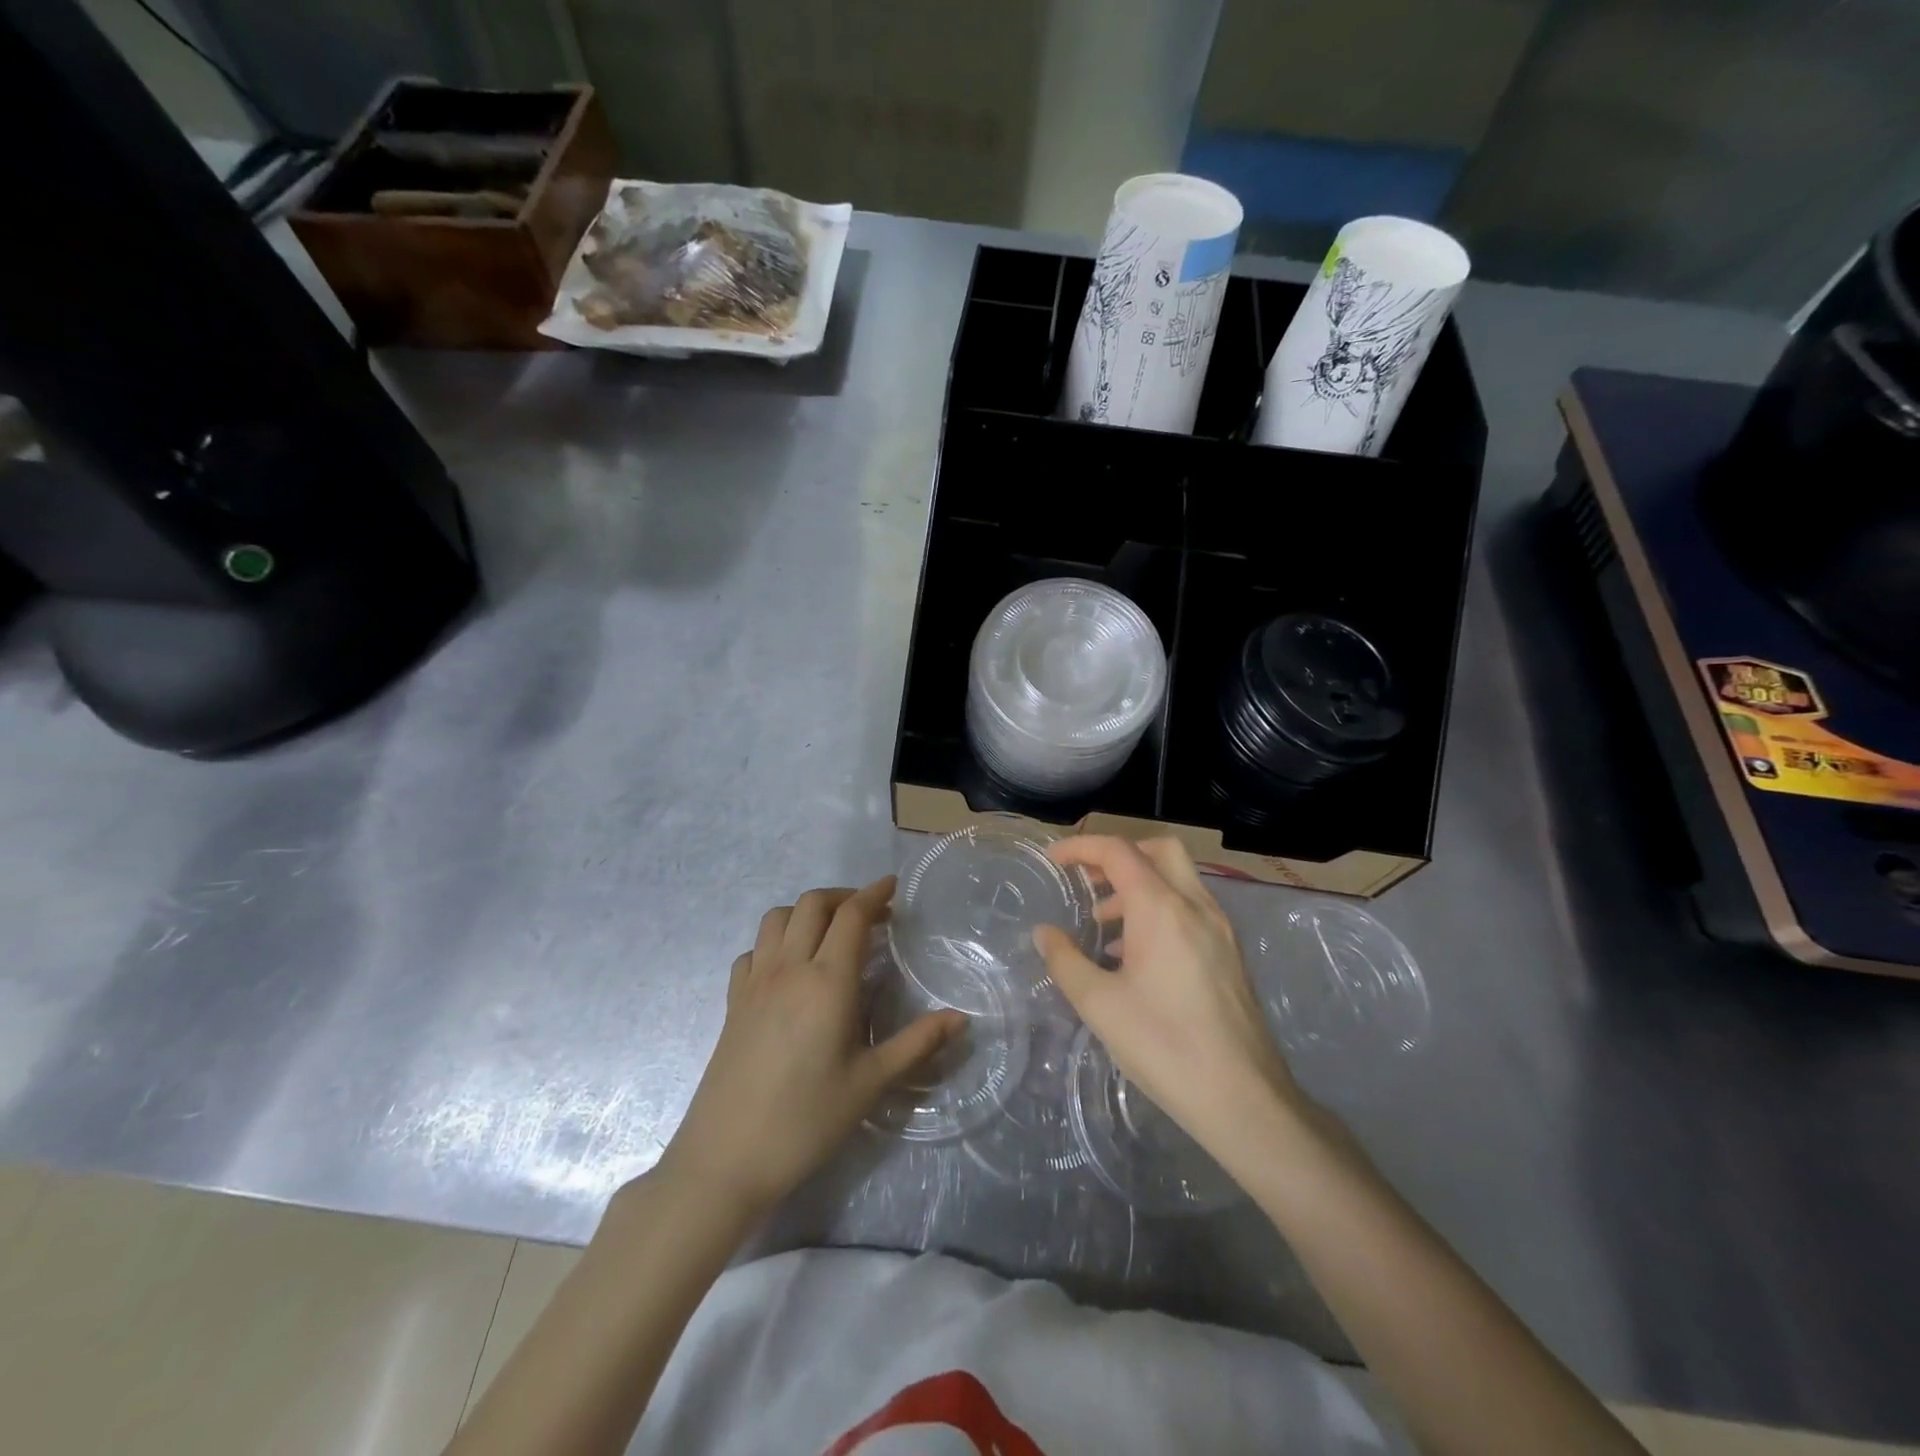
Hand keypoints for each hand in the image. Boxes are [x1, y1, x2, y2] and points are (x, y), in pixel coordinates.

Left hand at [657, 878, 964, 1214]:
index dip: (874, 894)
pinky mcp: (733, 1002)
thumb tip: (960, 1018)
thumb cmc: (806, 1120)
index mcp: (827, 981)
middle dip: (843, 896)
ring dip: (807, 911)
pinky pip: (754, 950)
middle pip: (812, 904)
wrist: (725, 1159)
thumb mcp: (870, 1084)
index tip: (893, 887)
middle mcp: (789, 968)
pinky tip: (789, 966)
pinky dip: (775, 941)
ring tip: (830, 932)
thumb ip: (917, 1044)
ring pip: (777, 918)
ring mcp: (754, 982)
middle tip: (870, 914)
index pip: (852, 916)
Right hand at [1032, 837, 1305, 1157]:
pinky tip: (1138, 956)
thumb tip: (1044, 933)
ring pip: (1178, 878)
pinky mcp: (1230, 953)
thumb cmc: (1164, 1046)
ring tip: (1105, 927)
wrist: (1243, 1098)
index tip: (1054, 859)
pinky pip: (1191, 908)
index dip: (1081, 847)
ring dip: (1139, 885)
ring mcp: (1219, 929)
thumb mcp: (1099, 1005)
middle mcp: (1195, 906)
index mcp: (1161, 908)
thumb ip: (1065, 961)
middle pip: (1159, 850)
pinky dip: (1160, 908)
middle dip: (1119, 855)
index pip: (1118, 851)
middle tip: (1088, 882)